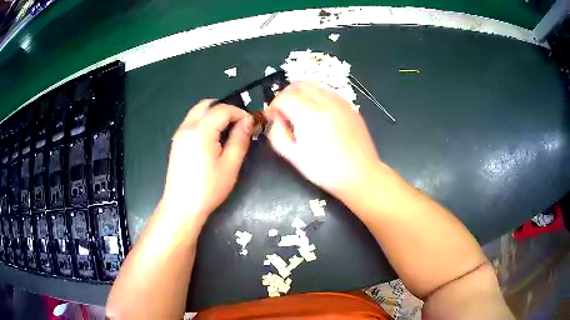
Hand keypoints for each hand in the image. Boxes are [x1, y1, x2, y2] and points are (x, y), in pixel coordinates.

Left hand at [163, 100, 252, 221]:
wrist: (182, 206)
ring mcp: (179, 134)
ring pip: (197, 112)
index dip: (240, 113)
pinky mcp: (176, 142)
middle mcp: (187, 127)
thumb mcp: (230, 165)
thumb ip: (240, 139)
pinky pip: (191, 122)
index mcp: (201, 131)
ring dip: (214, 114)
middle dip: (225, 109)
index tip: (251, 124)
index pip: (222, 109)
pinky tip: (212, 139)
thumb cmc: (208, 188)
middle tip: (238, 124)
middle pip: (207, 104)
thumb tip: (248, 122)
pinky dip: (204, 122)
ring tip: (227, 131)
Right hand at [266, 82, 380, 202]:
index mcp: (309, 114)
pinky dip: (317, 97)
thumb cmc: (325, 170)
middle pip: (298, 85)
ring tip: (299, 112)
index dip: (273, 105)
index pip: (284, 97)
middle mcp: (325, 101)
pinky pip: (328, 92)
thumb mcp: (293, 157)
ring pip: (314, 86)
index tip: (271, 117)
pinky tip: (318, 114)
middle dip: (285, 95)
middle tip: (283, 111)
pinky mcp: (350, 106)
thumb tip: (276, 119)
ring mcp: (340, 102)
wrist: (360, 174)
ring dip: (301, 94)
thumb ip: (277, 134)